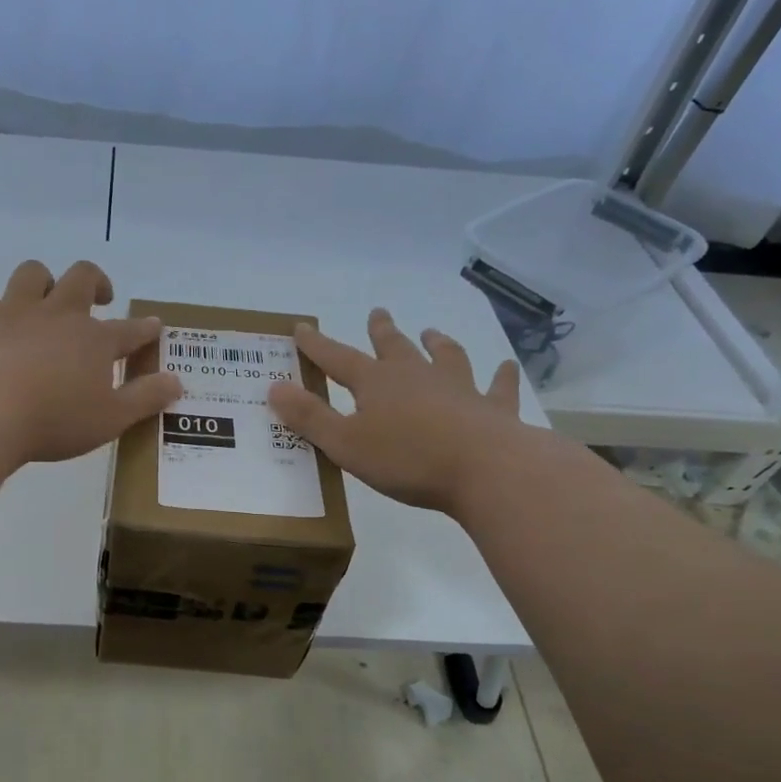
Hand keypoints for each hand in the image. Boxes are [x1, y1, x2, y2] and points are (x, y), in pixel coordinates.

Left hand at [0, 259, 181, 465]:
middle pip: (82, 277)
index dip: (145, 329)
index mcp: (94, 340)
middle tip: (100, 298)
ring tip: (43, 301)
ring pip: (32, 274)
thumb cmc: (55, 421)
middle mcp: (57, 314)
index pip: (130, 330)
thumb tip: (177, 381)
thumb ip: (146, 398)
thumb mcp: (111, 419)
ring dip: (42, 282)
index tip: (153, 328)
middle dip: (96, 282)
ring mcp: (13, 312)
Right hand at [269, 308, 527, 516]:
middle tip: (377, 313)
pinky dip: (501, 377)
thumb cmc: (406, 458)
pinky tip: (505, 367)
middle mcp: (416, 376)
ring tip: (432, 333)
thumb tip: (275, 387)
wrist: (484, 469)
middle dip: (381, 331)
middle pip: (394, 347)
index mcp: (376, 384)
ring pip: (446, 357)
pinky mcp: (492, 409)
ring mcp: (459, 389)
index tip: (302, 327)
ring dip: (437, 344)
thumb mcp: (345, 443)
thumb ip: (309, 417)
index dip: (317, 345)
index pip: (338, 358)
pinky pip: (497, 387)